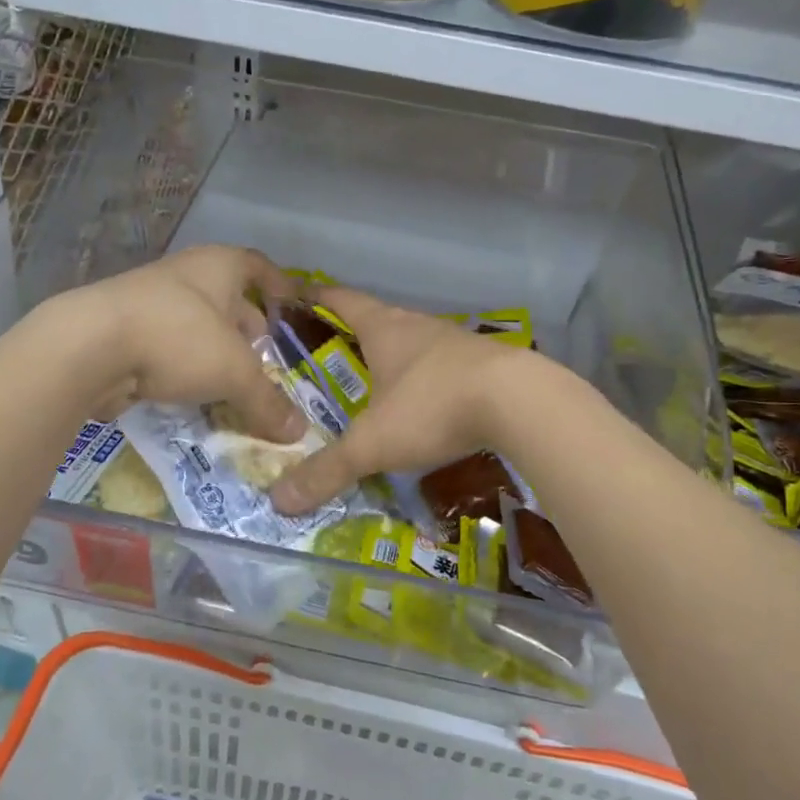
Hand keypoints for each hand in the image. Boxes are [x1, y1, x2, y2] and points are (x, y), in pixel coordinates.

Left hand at [57, 245, 306, 442]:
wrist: (89, 346)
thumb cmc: (178, 338)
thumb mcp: (234, 373)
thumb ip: (267, 401)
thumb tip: (299, 433)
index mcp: (218, 266)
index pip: (258, 266)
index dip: (278, 284)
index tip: (292, 304)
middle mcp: (185, 275)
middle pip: (226, 296)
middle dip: (246, 325)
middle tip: (264, 355)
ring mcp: (150, 300)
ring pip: (195, 323)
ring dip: (214, 348)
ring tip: (232, 379)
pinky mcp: (123, 329)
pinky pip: (167, 345)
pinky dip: (184, 365)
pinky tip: (192, 392)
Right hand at [270, 286, 530, 513]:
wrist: (522, 402)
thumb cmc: (434, 406)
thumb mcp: (373, 443)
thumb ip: (327, 470)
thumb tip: (278, 502)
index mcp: (384, 329)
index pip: (341, 300)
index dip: (316, 297)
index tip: (296, 297)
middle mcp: (417, 326)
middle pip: (377, 319)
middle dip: (352, 332)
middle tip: (327, 353)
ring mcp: (455, 342)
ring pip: (413, 342)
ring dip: (393, 356)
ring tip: (374, 380)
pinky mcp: (484, 364)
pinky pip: (443, 365)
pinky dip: (426, 378)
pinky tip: (426, 402)